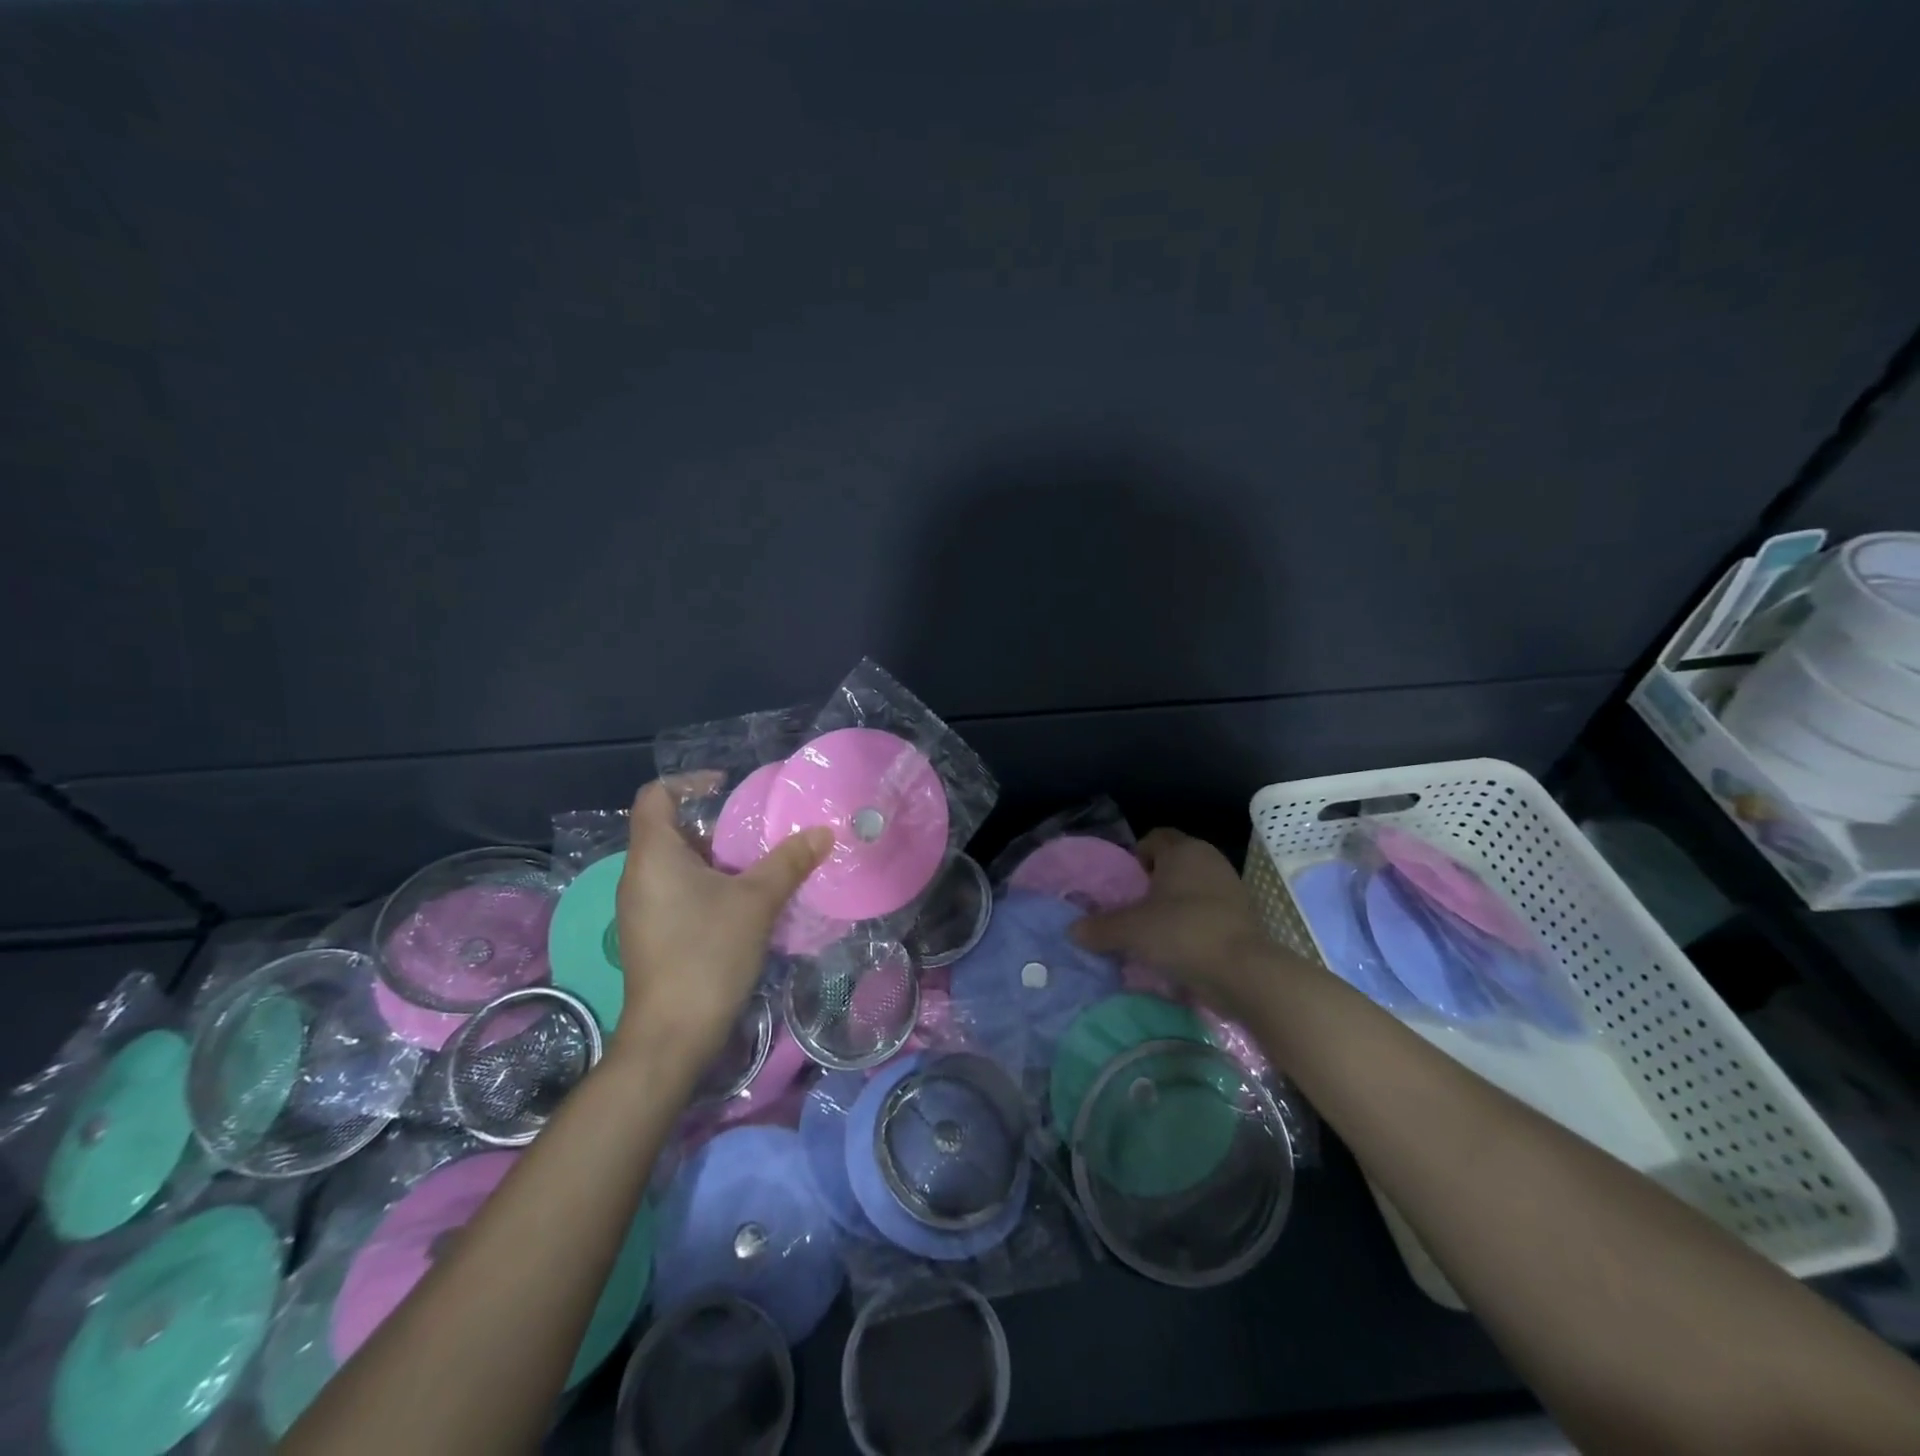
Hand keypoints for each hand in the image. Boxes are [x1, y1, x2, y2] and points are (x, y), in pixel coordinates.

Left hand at [611, 781, 831, 1073]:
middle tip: (755, 831)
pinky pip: (675, 891)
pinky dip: (705, 884)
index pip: (656, 796)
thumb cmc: (708, 953)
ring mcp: (640, 907)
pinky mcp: (650, 934)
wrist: (672, 1034)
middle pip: (669, 829)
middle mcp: (638, 875)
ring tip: (756, 864)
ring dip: (714, 858)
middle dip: (713, 825)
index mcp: (653, 855)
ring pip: (675, 864)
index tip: (728, 788)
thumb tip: (824, 832)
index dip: (690, 782)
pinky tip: (741, 903)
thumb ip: (789, 861)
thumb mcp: (757, 901)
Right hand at [1071, 828, 1300, 1021]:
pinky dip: (1194, 924)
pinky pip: (1209, 911)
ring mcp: (1231, 888)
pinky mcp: (1244, 916)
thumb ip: (1100, 928)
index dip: (1135, 856)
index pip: (1154, 838)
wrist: (1243, 972)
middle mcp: (1210, 860)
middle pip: (1174, 863)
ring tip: (1154, 932)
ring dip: (1174, 905)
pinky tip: (1179, 948)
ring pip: (1192, 888)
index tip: (1124, 884)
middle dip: (1153, 882)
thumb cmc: (1182, 932)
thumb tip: (1073, 931)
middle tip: (1134, 908)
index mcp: (1183, 850)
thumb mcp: (1131, 931)